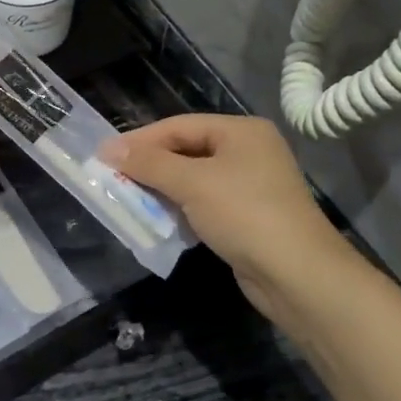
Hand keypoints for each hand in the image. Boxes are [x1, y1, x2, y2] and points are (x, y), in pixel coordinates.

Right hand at [103, 115, 348, 315]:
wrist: (297, 274)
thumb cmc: (244, 214)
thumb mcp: (192, 183)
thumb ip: (149, 164)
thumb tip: (108, 149)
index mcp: (241, 131)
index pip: (179, 126)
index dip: (140, 140)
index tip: (103, 155)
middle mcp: (248, 151)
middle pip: (186, 150)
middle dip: (150, 165)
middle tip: (112, 177)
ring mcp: (250, 185)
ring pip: (194, 179)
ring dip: (162, 188)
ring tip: (127, 198)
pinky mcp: (247, 216)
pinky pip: (204, 203)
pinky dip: (180, 208)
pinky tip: (159, 218)